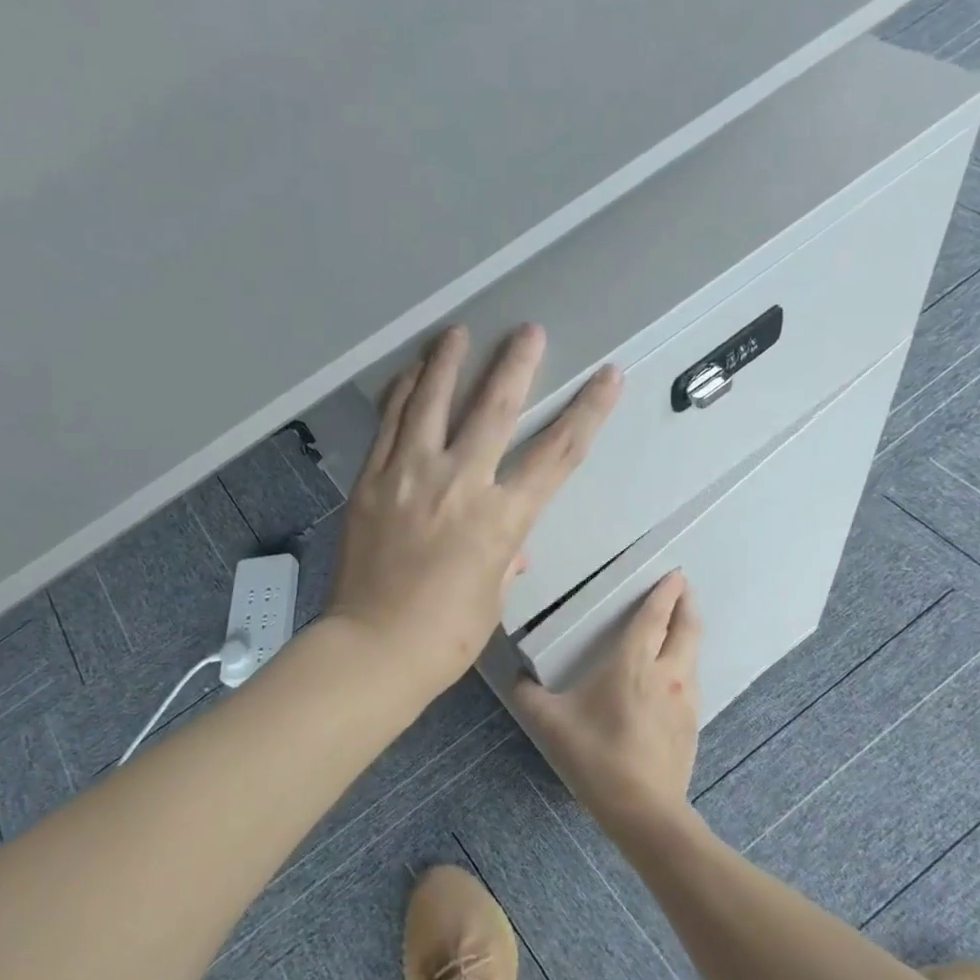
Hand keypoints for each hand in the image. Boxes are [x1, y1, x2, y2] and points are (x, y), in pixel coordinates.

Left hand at [326, 323, 620, 697]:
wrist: (374, 647)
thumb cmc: (445, 636)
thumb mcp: (491, 597)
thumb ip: (504, 557)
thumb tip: (511, 547)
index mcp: (502, 518)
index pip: (557, 454)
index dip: (587, 412)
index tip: (607, 378)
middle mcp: (460, 483)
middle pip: (495, 409)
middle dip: (516, 365)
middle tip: (528, 331)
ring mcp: (410, 476)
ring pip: (432, 403)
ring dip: (448, 362)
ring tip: (457, 332)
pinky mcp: (373, 481)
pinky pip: (390, 425)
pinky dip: (402, 394)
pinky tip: (409, 374)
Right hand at [513, 570, 702, 840]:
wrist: (644, 809)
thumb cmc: (596, 756)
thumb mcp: (550, 723)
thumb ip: (528, 695)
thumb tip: (517, 678)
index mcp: (633, 664)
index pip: (654, 617)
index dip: (664, 592)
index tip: (674, 574)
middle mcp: (667, 673)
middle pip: (687, 627)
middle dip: (687, 603)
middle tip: (683, 588)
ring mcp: (685, 698)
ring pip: (693, 653)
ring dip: (689, 631)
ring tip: (680, 624)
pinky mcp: (692, 722)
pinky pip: (692, 678)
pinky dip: (686, 661)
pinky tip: (673, 673)